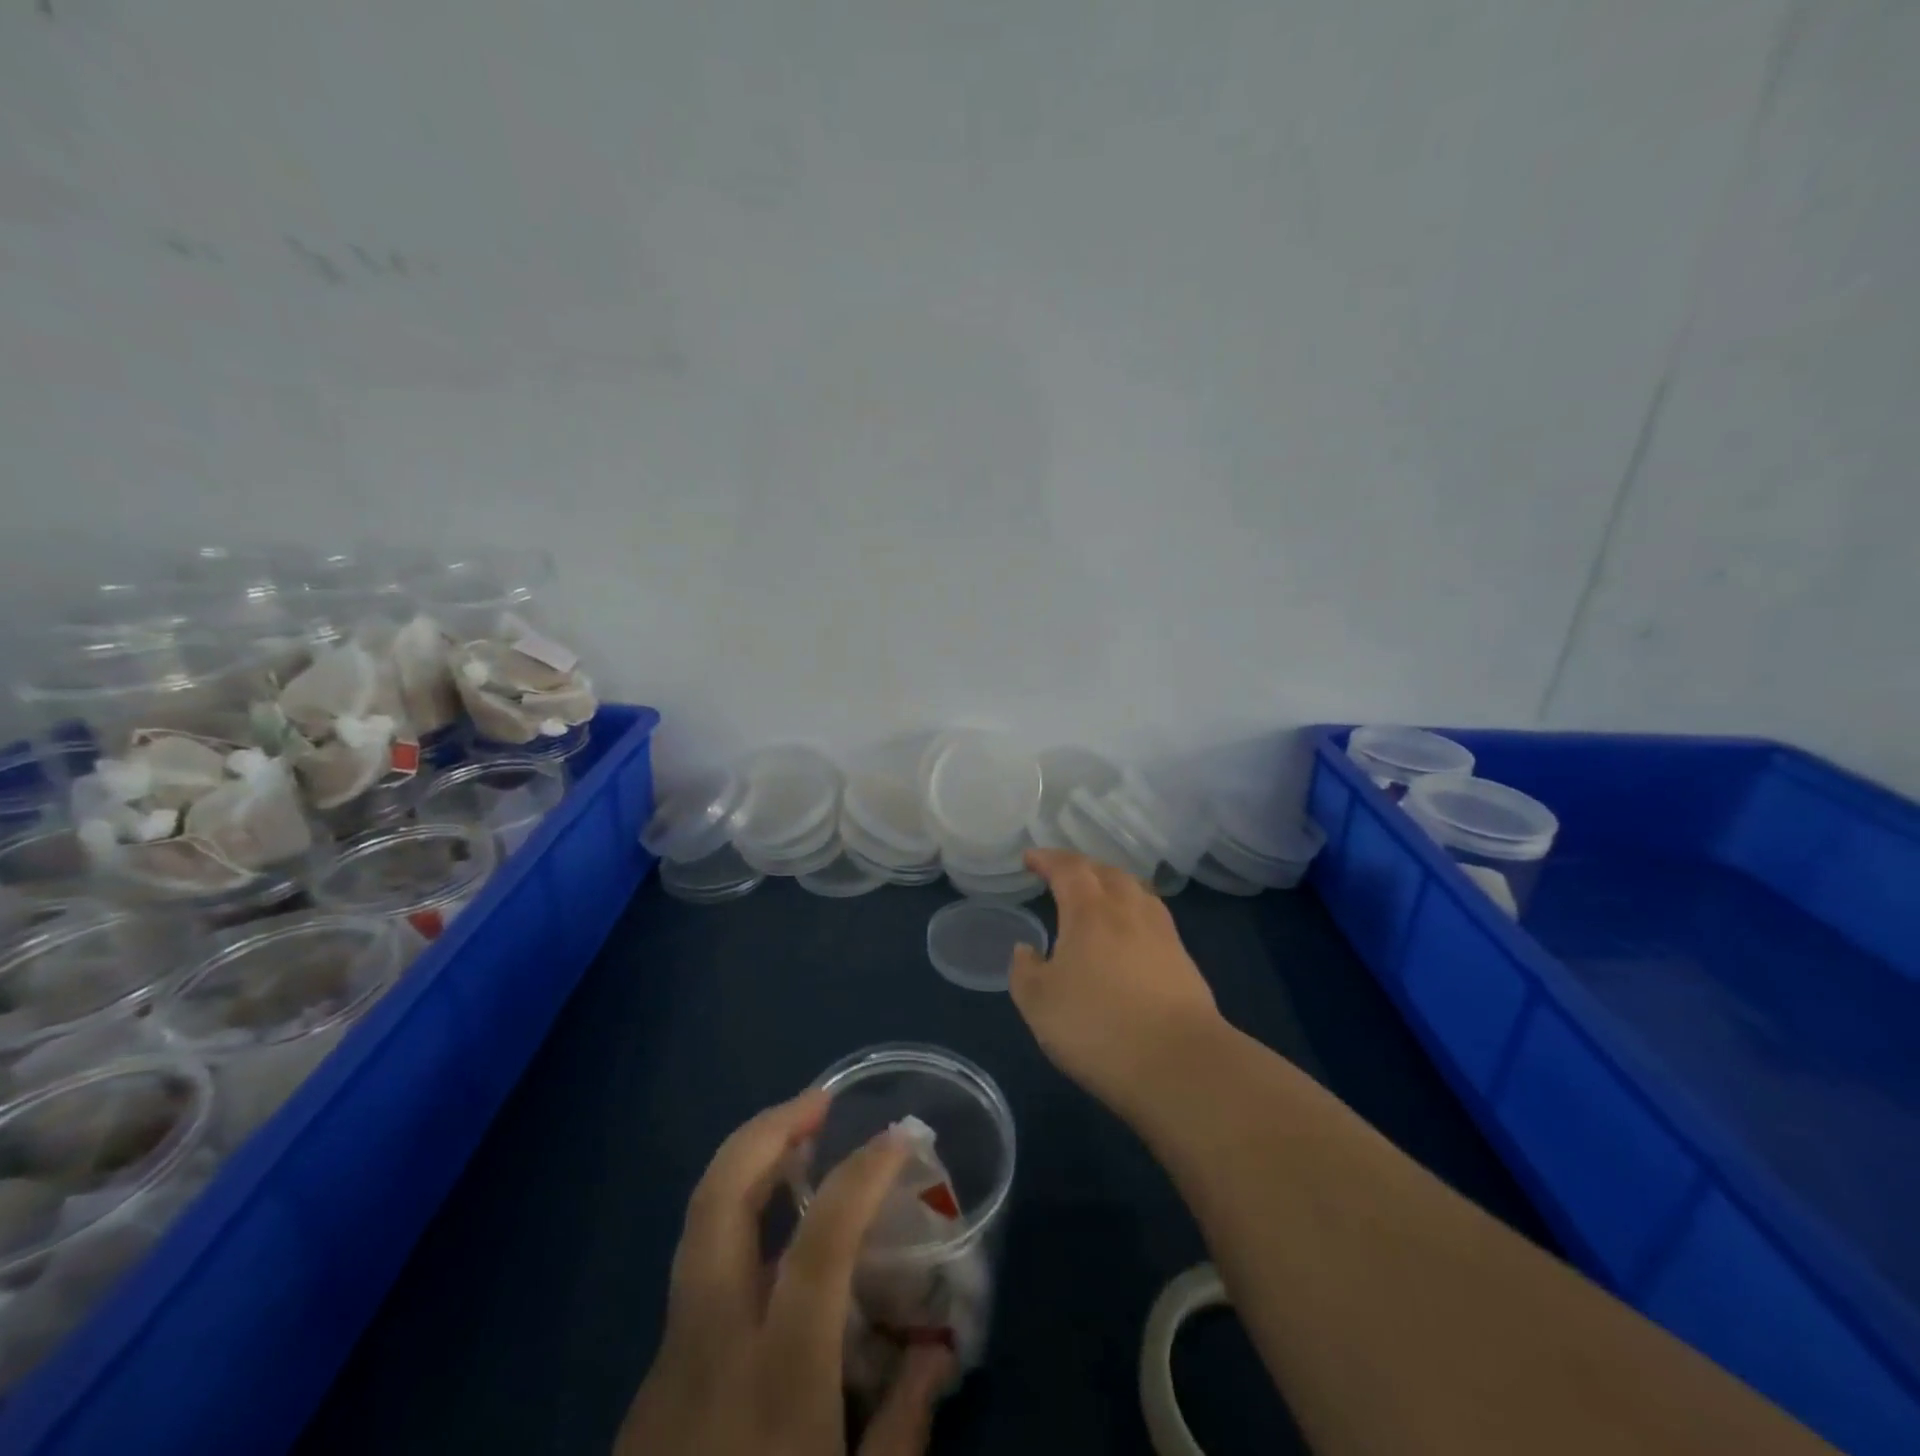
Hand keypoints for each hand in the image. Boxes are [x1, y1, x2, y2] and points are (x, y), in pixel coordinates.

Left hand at [617, 1091, 953, 1455]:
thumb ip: (903, 1429)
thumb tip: (939, 1354)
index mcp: (773, 1376)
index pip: (818, 1240)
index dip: (861, 1172)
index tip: (899, 1135)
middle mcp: (710, 1343)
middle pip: (717, 1200)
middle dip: (765, 1131)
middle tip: (818, 1103)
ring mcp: (670, 1355)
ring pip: (697, 1224)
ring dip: (747, 1165)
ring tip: (799, 1143)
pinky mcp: (653, 1378)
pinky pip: (699, 1271)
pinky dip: (738, 1224)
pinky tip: (777, 1245)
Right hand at [1011, 849, 1223, 1114]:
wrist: (1180, 1064)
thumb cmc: (1098, 1027)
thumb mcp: (1039, 1004)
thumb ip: (1025, 971)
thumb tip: (1026, 949)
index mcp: (1089, 911)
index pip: (1067, 869)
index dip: (1047, 859)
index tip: (1030, 858)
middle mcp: (1128, 910)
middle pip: (1105, 872)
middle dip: (1080, 867)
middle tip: (1061, 874)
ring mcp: (1161, 932)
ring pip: (1134, 890)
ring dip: (1111, 884)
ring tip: (1097, 896)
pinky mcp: (1183, 959)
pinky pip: (1152, 916)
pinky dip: (1132, 910)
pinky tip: (1128, 932)